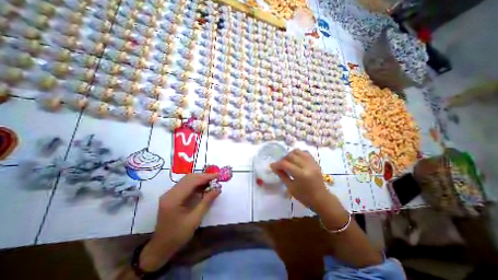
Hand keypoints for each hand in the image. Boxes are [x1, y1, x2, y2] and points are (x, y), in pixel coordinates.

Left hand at [139, 173, 217, 270]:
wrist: (160, 248)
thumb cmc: (178, 236)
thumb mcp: (195, 219)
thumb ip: (206, 202)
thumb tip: (218, 189)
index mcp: (173, 199)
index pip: (192, 182)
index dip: (206, 177)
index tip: (218, 175)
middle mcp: (169, 193)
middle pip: (189, 178)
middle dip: (203, 177)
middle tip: (215, 178)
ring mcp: (169, 194)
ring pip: (187, 180)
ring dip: (199, 179)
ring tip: (211, 182)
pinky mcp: (171, 196)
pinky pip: (185, 185)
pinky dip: (195, 183)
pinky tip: (203, 187)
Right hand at [271, 150, 329, 207]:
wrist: (322, 199)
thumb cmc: (305, 197)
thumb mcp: (291, 188)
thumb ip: (282, 176)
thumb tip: (274, 168)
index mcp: (301, 175)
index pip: (285, 164)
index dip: (276, 164)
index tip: (271, 166)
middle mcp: (307, 166)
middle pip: (291, 156)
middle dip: (282, 159)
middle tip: (279, 165)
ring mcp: (312, 163)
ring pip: (298, 151)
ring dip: (290, 155)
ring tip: (287, 161)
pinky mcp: (315, 162)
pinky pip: (305, 153)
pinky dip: (298, 154)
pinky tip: (295, 159)